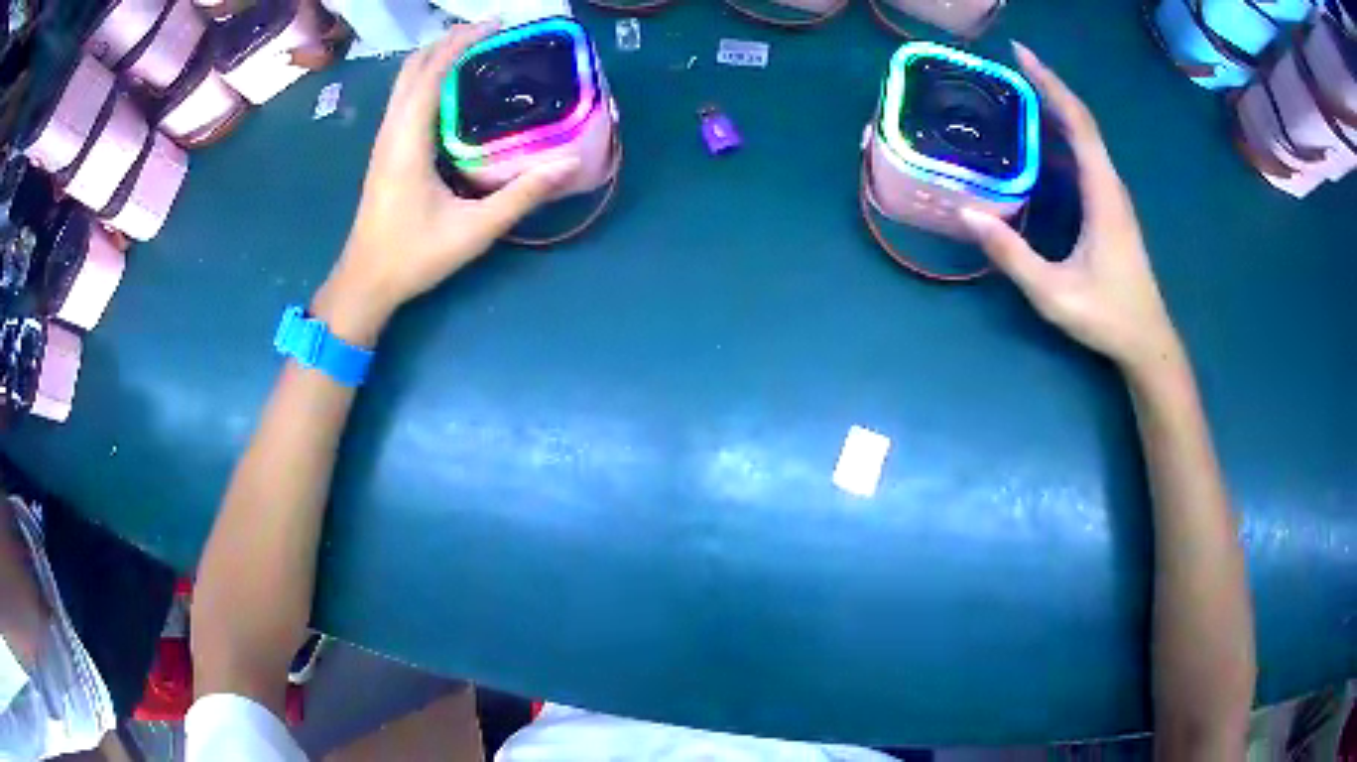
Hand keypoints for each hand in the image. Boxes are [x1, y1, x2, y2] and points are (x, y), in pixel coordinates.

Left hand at [313, 21, 580, 344]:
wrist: (364, 283)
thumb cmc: (413, 256)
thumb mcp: (473, 230)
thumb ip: (521, 196)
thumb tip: (568, 163)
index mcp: (408, 140)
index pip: (432, 73)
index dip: (462, 42)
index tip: (497, 26)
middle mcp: (391, 131)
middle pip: (413, 67)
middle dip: (449, 42)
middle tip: (490, 34)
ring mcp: (384, 141)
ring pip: (405, 82)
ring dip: (437, 58)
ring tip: (476, 52)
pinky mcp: (385, 152)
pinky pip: (405, 100)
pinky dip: (428, 80)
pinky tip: (454, 91)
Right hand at [961, 43, 1183, 377]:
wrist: (1147, 340)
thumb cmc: (1106, 316)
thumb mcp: (1054, 293)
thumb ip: (1013, 255)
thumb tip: (967, 213)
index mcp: (1103, 195)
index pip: (1078, 124)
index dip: (1051, 85)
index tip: (1021, 54)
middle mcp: (1111, 185)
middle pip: (1082, 122)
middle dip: (1049, 87)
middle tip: (1012, 65)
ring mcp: (1112, 197)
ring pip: (1086, 139)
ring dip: (1056, 109)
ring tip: (1020, 93)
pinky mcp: (1110, 209)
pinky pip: (1085, 158)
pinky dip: (1062, 137)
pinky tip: (1041, 141)